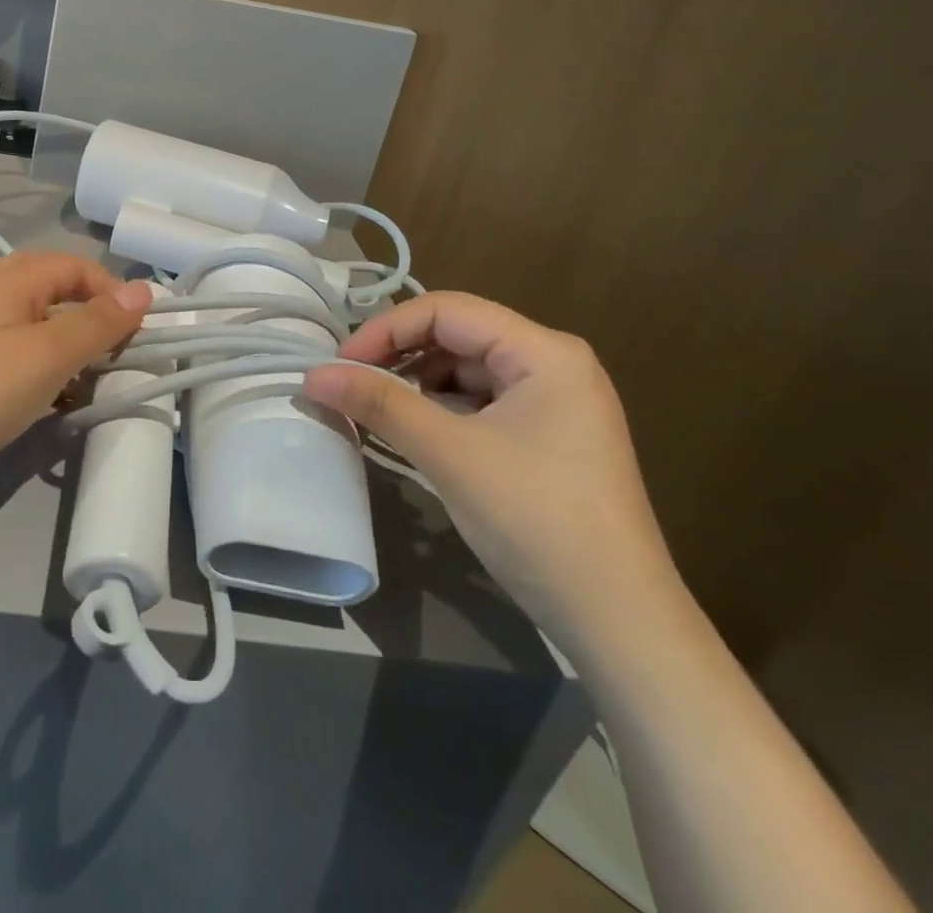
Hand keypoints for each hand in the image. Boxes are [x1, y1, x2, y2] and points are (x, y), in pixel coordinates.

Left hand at [0, 252, 151, 487]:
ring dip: (72, 348)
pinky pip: (24, 356)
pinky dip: (49, 371)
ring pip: (42, 326)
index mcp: (15, 281)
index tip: (136, 336)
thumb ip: (98, 322)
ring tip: (93, 382)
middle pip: (58, 290)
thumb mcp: (49, 354)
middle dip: (92, 318)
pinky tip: (59, 401)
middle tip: (114, 352)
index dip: (113, 293)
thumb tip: (145, 289)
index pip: (79, 267)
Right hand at [304, 292, 681, 657]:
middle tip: (351, 385)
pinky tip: (415, 433)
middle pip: (458, 336)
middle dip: (400, 356)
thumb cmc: (536, 521)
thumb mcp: (448, 454)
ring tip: (376, 410)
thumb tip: (312, 374)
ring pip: (467, 370)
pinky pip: (482, 403)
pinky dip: (442, 410)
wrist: (619, 622)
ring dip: (418, 385)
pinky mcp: (550, 436)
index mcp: (544, 352)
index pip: (447, 310)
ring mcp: (556, 402)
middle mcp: (554, 364)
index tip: (341, 364)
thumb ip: (379, 404)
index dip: (387, 329)